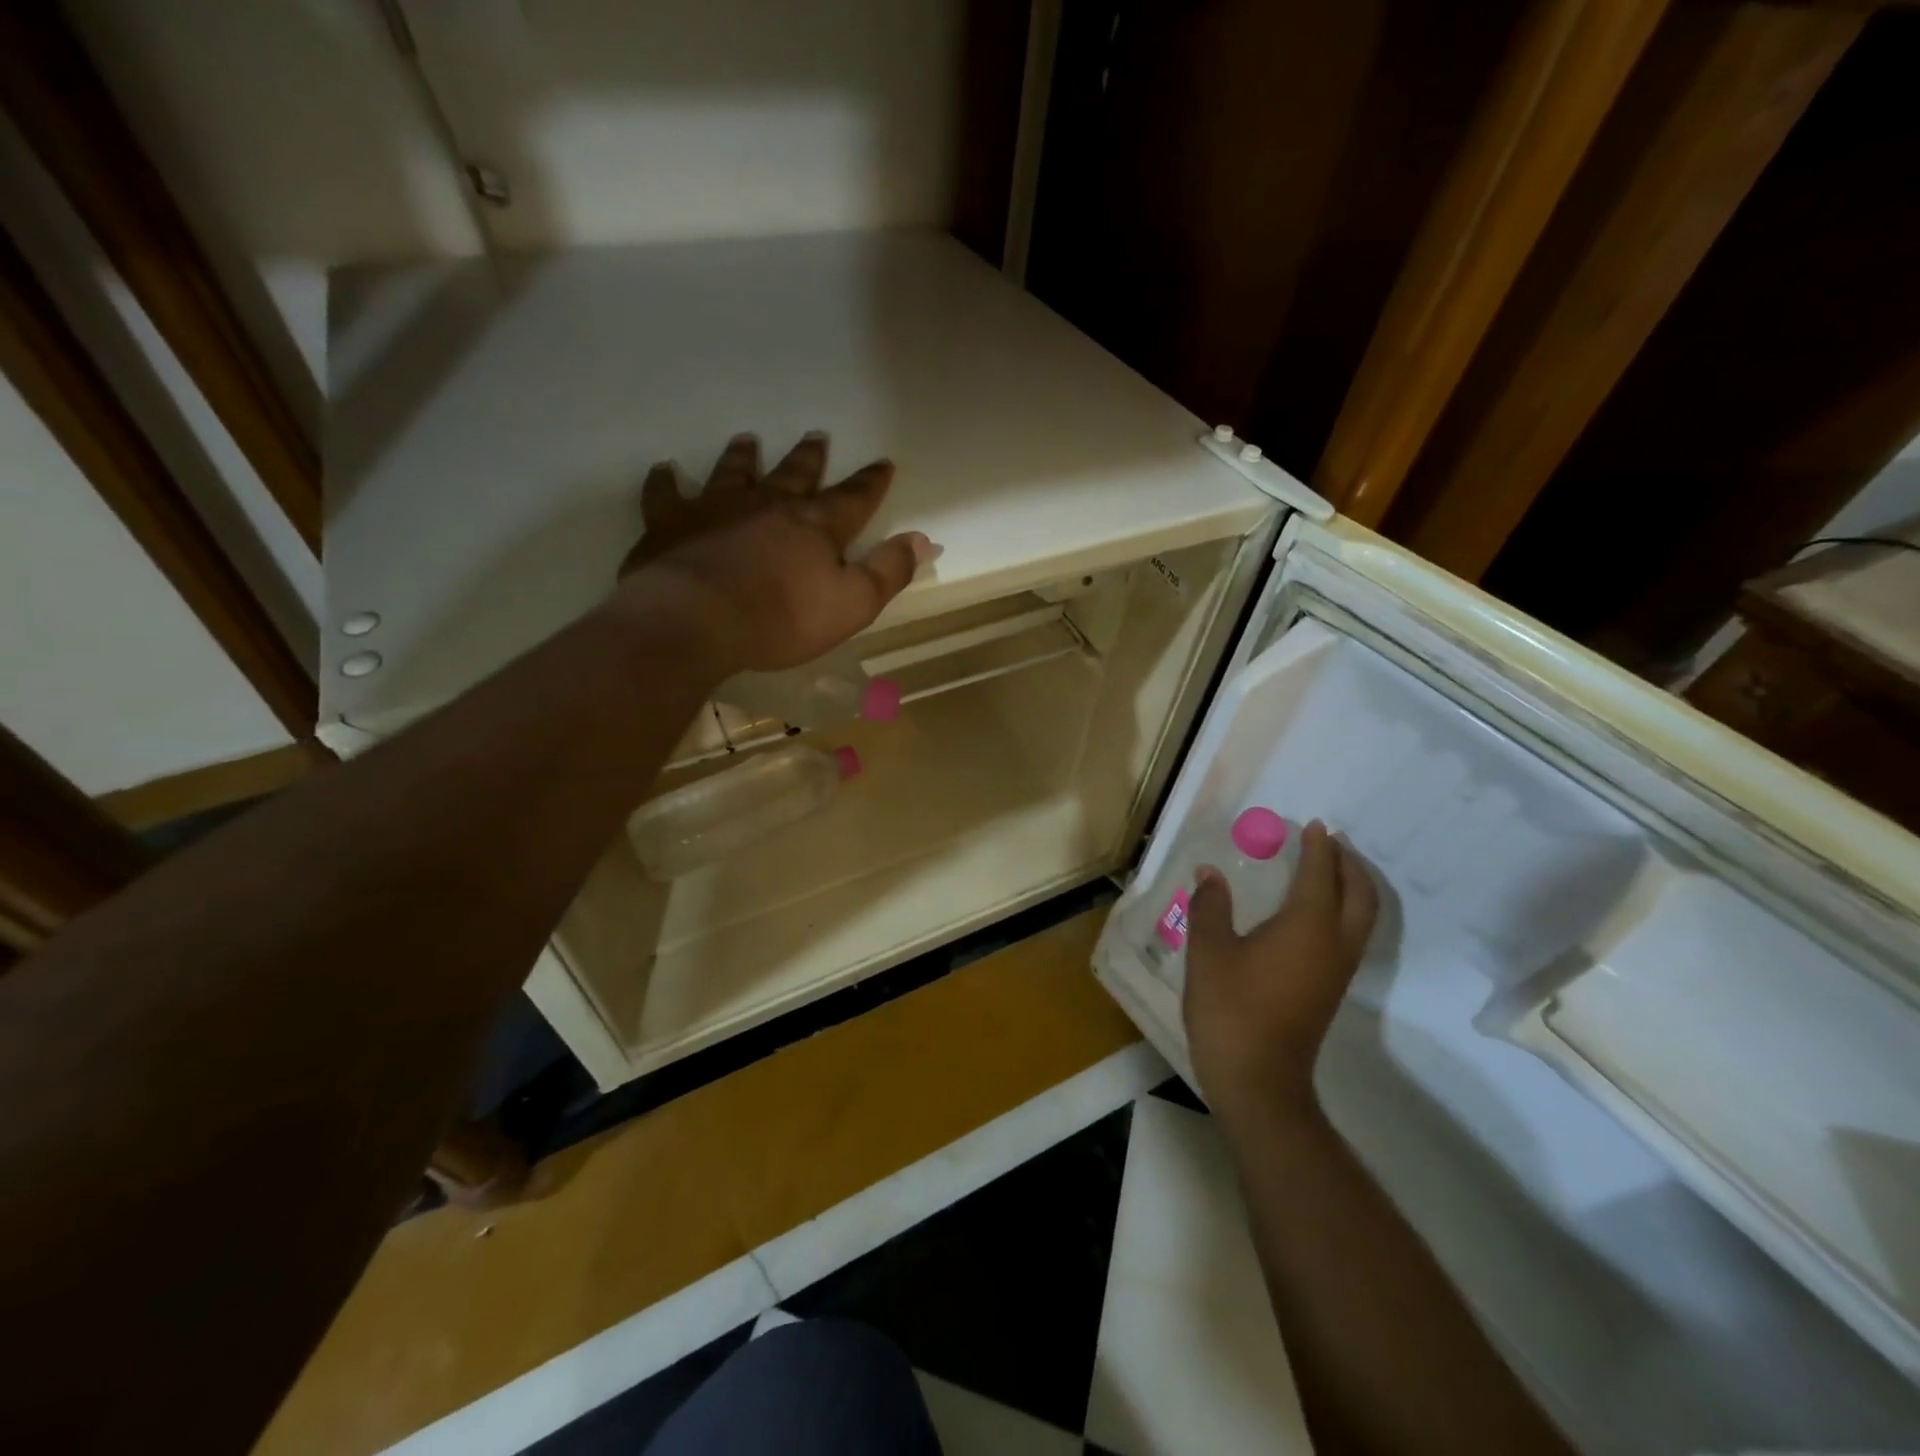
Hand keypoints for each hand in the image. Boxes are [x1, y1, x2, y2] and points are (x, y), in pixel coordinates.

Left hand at [615, 430, 933, 673]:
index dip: (871, 482)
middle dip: (809, 458)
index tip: (884, 462)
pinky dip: (666, 482)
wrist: (697, 621)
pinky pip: (666, 495)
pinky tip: (664, 471)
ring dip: (743, 458)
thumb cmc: (781, 618)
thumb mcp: (853, 604)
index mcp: (814, 526)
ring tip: (747, 440)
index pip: (853, 498)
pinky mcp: (670, 525)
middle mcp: (768, 505)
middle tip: (816, 435)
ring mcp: (715, 509)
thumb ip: (888, 571)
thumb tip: (923, 539)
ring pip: (733, 473)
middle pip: (794, 475)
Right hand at [1183, 821, 1378, 1131]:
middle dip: (1349, 864)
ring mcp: (1337, 970)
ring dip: (1352, 887)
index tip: (1315, 825)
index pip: (1321, 874)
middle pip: (1360, 894)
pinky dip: (1344, 910)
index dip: (1319, 847)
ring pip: (1362, 917)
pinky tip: (1315, 913)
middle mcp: (1334, 944)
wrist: (1258, 1079)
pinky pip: (1351, 935)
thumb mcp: (1208, 951)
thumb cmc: (1231, 1008)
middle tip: (1330, 843)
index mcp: (1308, 926)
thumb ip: (1210, 906)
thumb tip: (1210, 874)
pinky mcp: (1330, 989)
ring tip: (1329, 870)